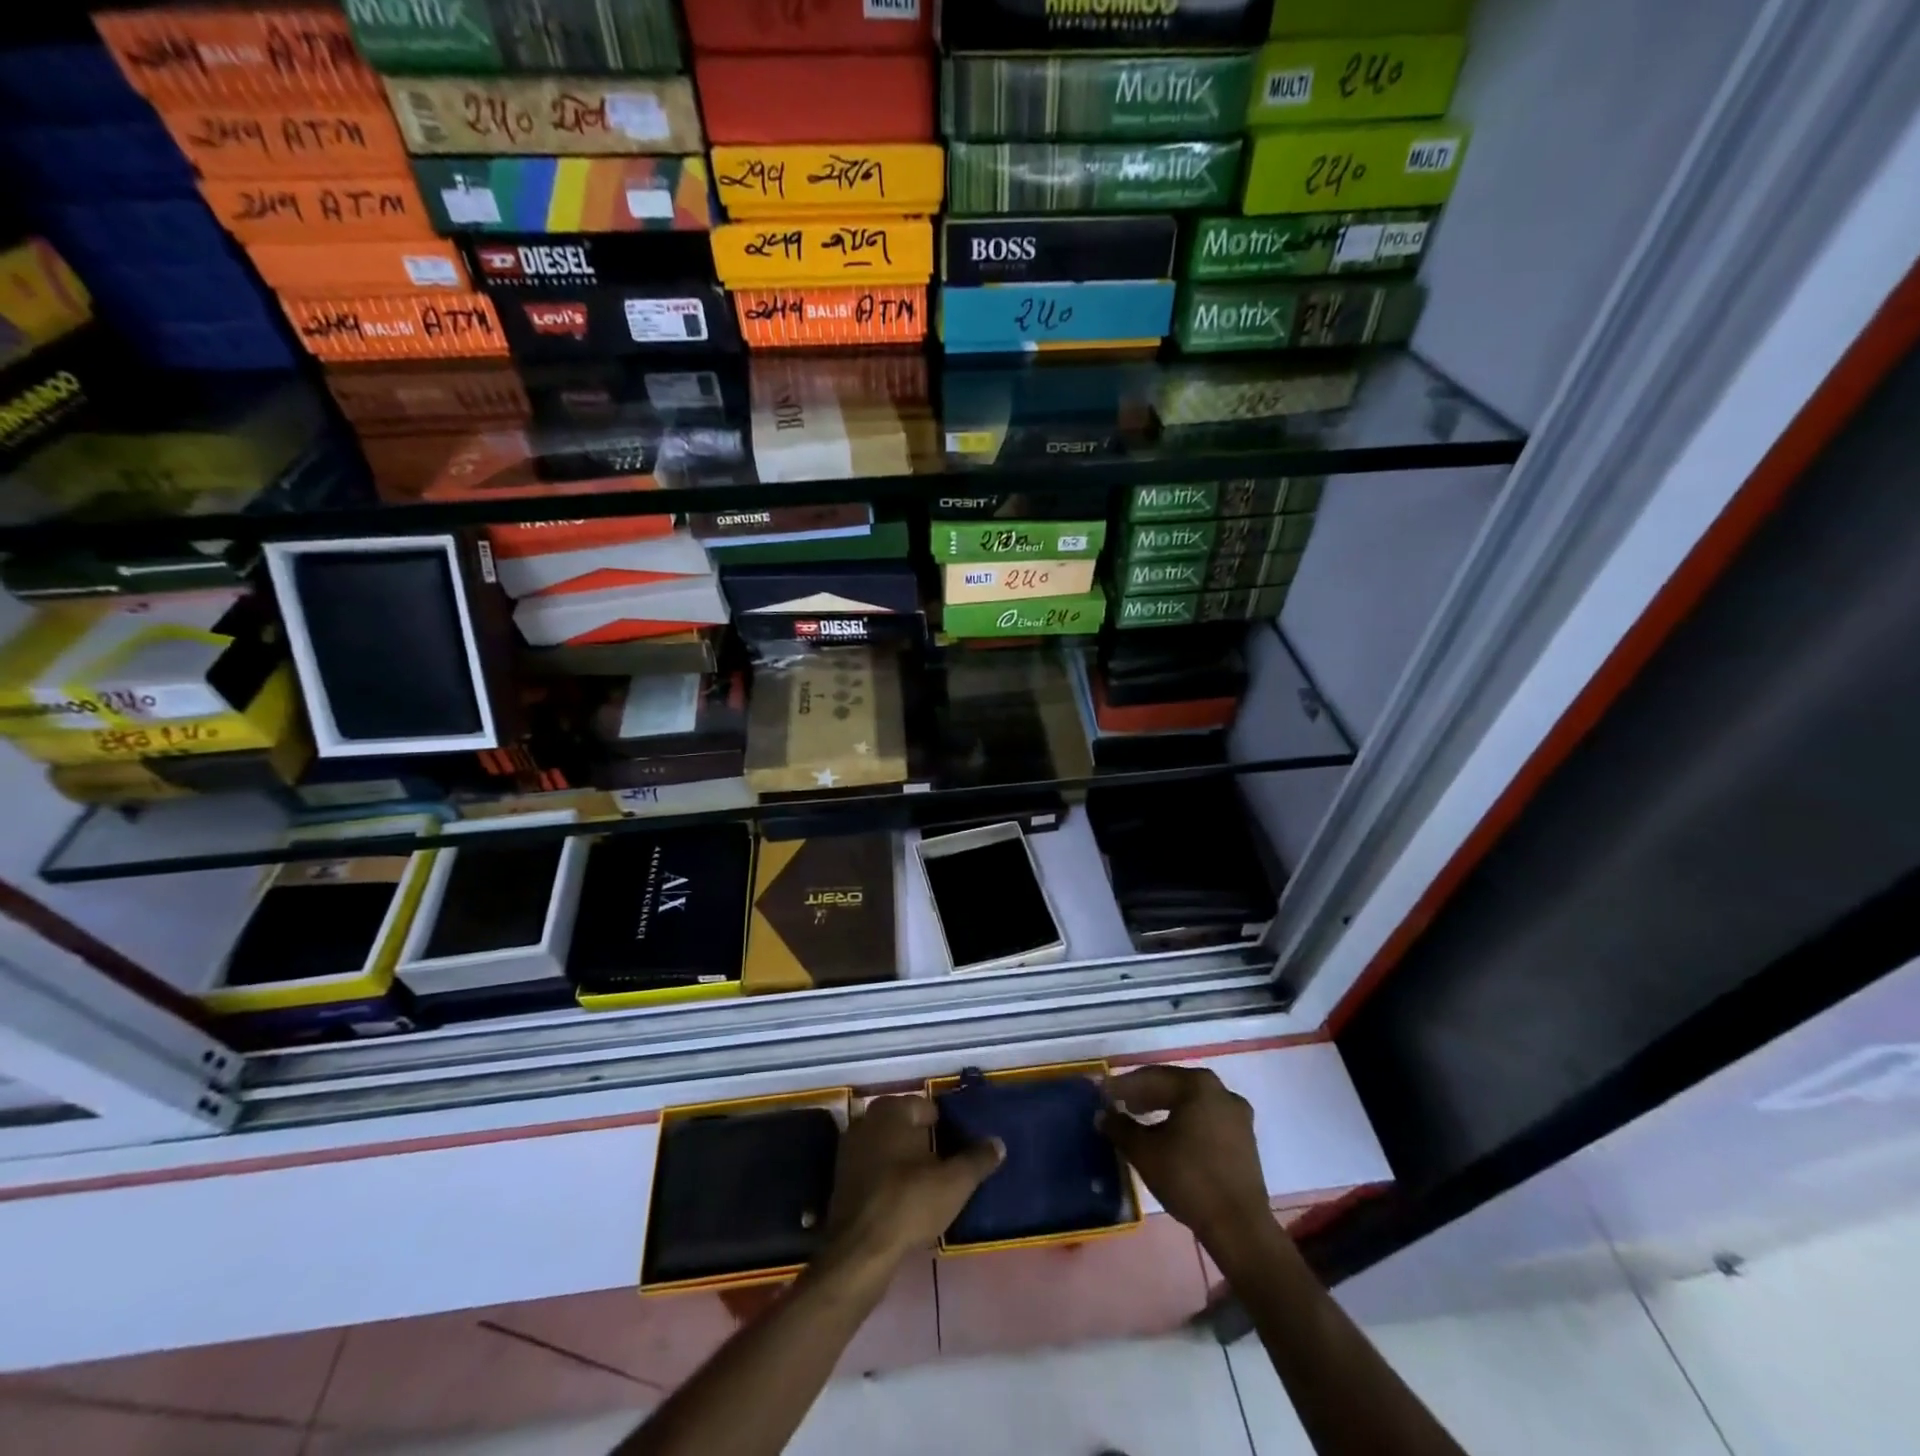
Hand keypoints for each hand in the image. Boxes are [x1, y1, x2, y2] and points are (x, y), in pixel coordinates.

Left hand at [820, 1095, 1003, 1275]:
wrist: (859, 1251)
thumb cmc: (909, 1203)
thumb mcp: (955, 1182)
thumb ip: (978, 1159)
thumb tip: (998, 1143)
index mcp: (892, 1110)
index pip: (926, 1107)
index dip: (946, 1126)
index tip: (960, 1146)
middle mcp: (867, 1121)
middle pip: (905, 1125)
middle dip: (925, 1140)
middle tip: (947, 1164)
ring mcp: (850, 1149)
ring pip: (888, 1147)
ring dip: (905, 1160)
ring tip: (929, 1184)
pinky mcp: (842, 1179)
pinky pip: (873, 1168)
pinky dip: (888, 1177)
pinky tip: (904, 1199)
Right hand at [1100, 1066, 1272, 1254]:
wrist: (1239, 1228)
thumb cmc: (1189, 1180)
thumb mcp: (1144, 1152)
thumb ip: (1120, 1128)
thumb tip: (1103, 1115)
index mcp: (1197, 1085)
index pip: (1151, 1077)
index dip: (1123, 1086)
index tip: (1103, 1093)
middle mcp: (1220, 1091)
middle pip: (1173, 1086)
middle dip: (1144, 1095)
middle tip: (1119, 1104)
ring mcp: (1237, 1115)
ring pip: (1191, 1103)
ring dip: (1164, 1108)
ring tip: (1140, 1119)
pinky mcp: (1244, 1139)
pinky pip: (1206, 1119)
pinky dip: (1184, 1122)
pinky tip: (1169, 1136)